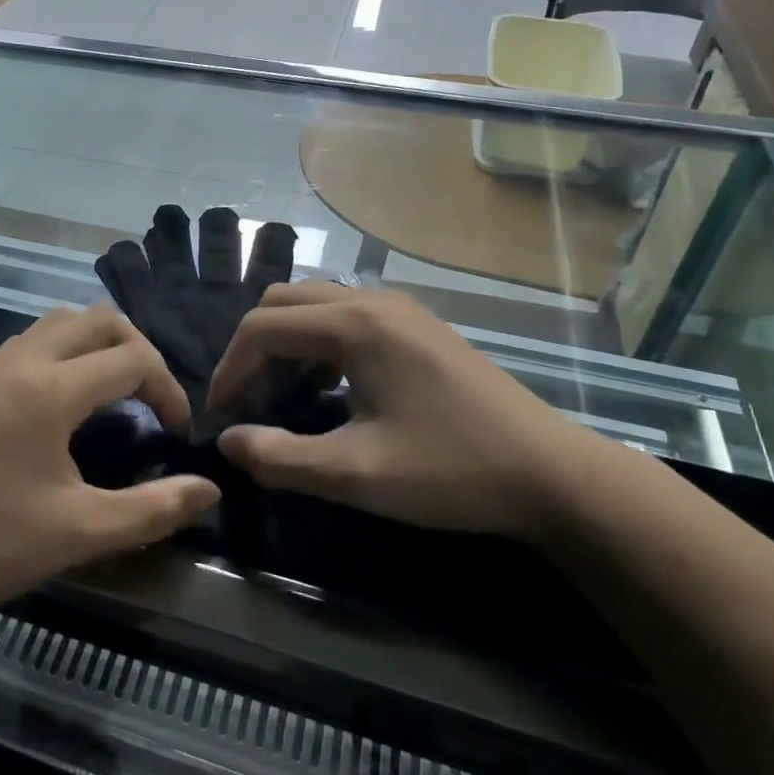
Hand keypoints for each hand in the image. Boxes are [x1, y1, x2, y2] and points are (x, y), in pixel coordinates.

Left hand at [0, 306, 221, 623]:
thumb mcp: (82, 532)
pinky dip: (65, 352)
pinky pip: (32, 341)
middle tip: (153, 398)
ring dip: (99, 344)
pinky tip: (66, 403)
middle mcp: (21, 360)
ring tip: (115, 392)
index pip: (132, 359)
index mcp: (50, 389)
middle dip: (138, 349)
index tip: (177, 431)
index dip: (169, 389)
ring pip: (61, 322)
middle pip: (99, 319)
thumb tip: (212, 491)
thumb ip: (154, 508)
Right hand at [209, 283, 625, 538]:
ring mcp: (401, 309)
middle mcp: (373, 301)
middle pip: (284, 302)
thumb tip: (227, 442)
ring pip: (315, 303)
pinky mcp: (419, 326)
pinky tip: (331, 386)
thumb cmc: (451, 470)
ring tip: (283, 395)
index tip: (221, 416)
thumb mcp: (356, 474)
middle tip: (249, 400)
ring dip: (286, 342)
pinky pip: (347, 315)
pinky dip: (319, 341)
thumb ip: (280, 458)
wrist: (552, 474)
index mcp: (355, 324)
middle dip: (254, 348)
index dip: (229, 369)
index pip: (262, 328)